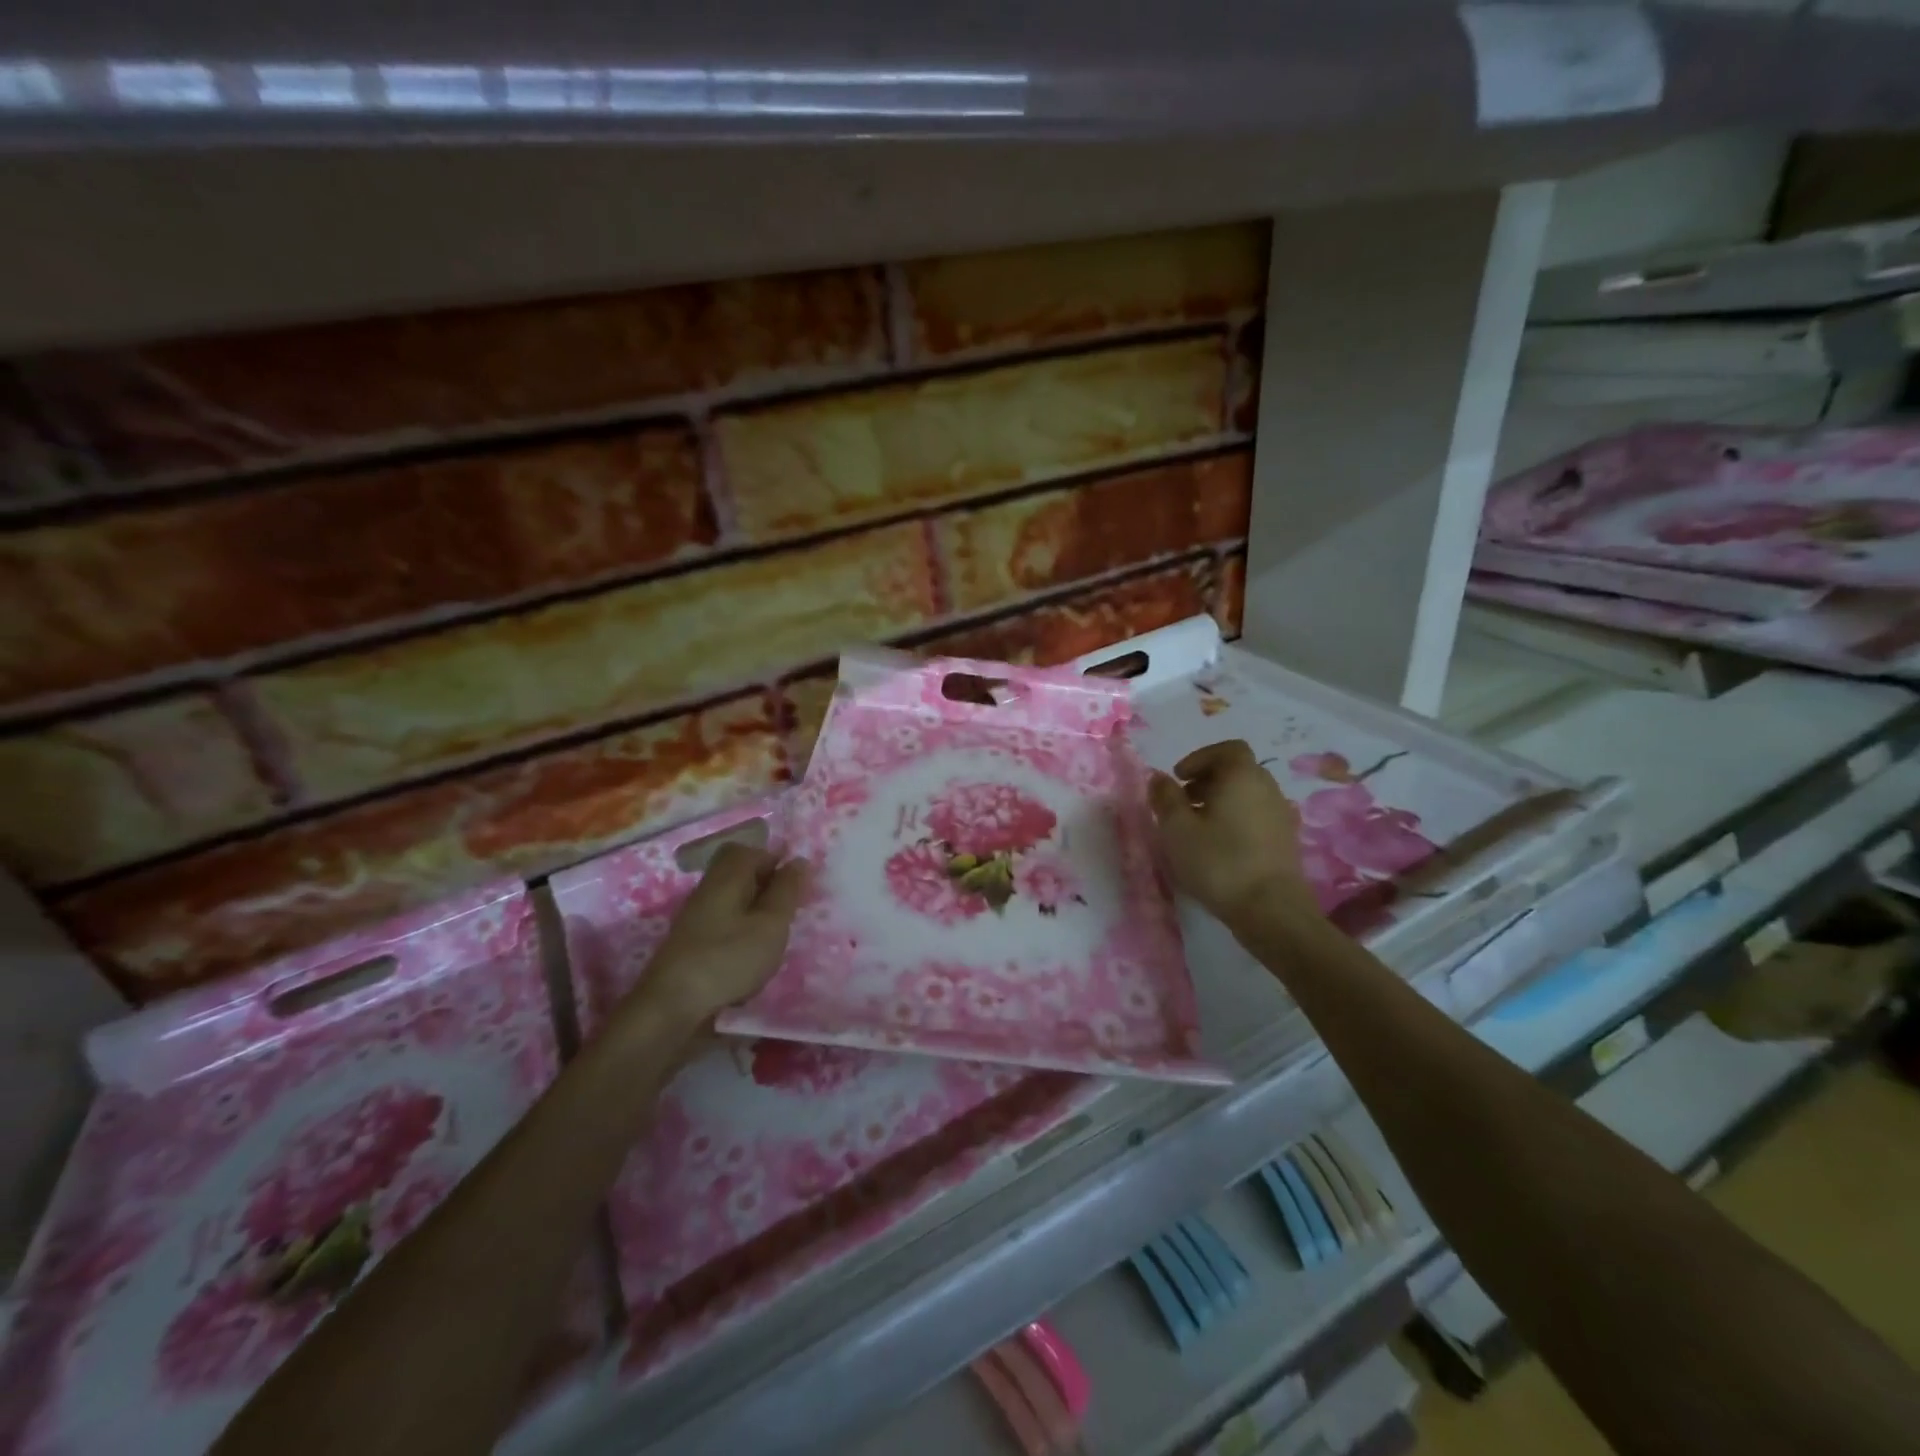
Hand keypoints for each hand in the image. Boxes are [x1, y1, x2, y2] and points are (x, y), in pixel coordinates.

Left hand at [634, 843, 809, 1029]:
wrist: (672, 1006)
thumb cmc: (729, 958)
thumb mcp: (771, 924)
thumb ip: (787, 891)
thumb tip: (798, 860)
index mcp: (727, 877)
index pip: (750, 850)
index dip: (775, 860)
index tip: (796, 884)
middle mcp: (707, 890)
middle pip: (738, 873)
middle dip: (766, 886)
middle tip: (787, 909)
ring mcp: (695, 918)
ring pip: (732, 899)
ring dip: (755, 911)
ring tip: (774, 935)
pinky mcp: (691, 944)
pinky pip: (723, 923)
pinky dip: (741, 932)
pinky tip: (751, 956)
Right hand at [1148, 740, 1317, 932]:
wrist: (1271, 910)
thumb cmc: (1219, 862)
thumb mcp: (1177, 829)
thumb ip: (1165, 798)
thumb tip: (1158, 778)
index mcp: (1242, 776)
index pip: (1227, 749)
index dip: (1200, 758)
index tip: (1178, 778)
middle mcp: (1267, 788)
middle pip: (1237, 771)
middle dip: (1207, 781)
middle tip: (1182, 803)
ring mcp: (1281, 815)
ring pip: (1247, 795)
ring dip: (1221, 802)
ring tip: (1196, 828)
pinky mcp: (1286, 841)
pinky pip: (1257, 817)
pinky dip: (1236, 820)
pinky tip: (1219, 847)